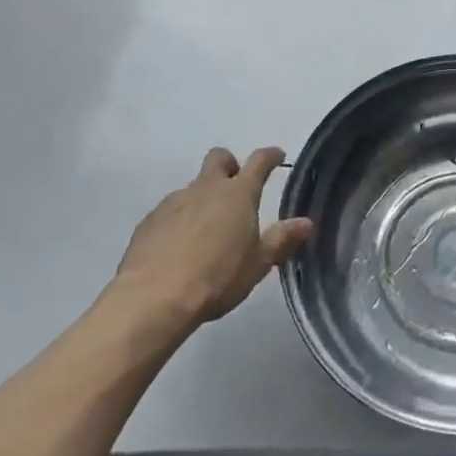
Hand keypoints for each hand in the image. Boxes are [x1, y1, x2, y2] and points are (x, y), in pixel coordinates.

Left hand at [106, 147, 313, 339]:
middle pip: (219, 157)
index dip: (270, 155)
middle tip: (235, 188)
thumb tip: (306, 223)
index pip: (259, 161)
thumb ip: (281, 240)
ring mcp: (174, 202)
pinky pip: (169, 211)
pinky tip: (177, 247)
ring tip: (205, 230)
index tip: (277, 156)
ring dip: (202, 198)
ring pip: (192, 186)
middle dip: (229, 165)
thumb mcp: (258, 264)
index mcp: (238, 193)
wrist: (152, 300)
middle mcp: (207, 188)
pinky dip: (178, 220)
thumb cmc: (216, 279)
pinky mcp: (148, 221)